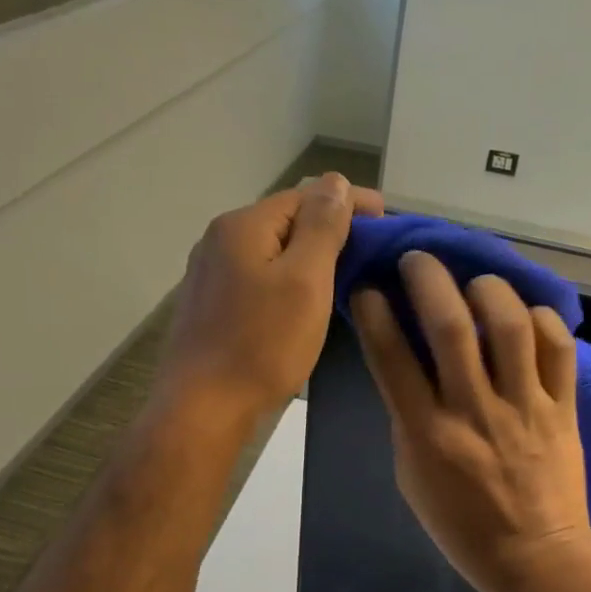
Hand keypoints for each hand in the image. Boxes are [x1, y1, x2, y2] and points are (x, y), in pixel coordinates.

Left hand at [160, 173, 383, 426]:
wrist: (202, 410)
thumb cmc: (261, 345)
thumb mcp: (305, 281)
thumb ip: (322, 227)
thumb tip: (334, 182)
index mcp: (243, 226)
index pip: (305, 196)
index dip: (349, 202)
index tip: (388, 218)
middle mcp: (219, 240)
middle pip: (286, 220)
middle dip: (330, 228)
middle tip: (371, 251)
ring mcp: (210, 275)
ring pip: (272, 251)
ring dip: (309, 255)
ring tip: (346, 274)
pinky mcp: (210, 306)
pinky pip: (259, 277)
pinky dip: (288, 279)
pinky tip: (305, 299)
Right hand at [353, 252, 590, 591]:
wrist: (535, 558)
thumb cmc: (461, 525)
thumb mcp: (413, 475)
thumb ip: (408, 418)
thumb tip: (409, 366)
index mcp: (427, 433)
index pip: (392, 358)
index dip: (375, 314)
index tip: (368, 288)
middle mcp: (473, 410)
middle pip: (449, 327)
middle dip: (428, 280)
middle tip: (418, 261)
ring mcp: (523, 406)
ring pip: (509, 326)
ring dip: (488, 290)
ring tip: (476, 282)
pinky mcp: (562, 408)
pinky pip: (558, 349)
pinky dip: (542, 320)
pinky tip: (527, 316)